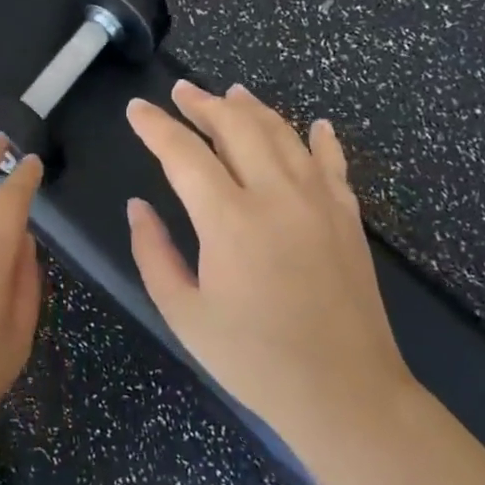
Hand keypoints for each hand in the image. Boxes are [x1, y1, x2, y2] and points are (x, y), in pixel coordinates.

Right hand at [125, 82, 415, 454]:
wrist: (345, 393)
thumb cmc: (254, 359)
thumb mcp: (184, 313)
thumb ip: (153, 253)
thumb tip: (138, 206)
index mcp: (229, 219)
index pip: (184, 154)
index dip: (156, 127)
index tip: (136, 109)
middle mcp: (276, 195)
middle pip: (237, 127)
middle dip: (203, 104)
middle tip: (180, 91)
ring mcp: (319, 201)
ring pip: (283, 134)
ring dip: (253, 109)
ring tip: (231, 92)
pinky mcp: (348, 217)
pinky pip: (333, 163)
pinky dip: (320, 139)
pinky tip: (316, 125)